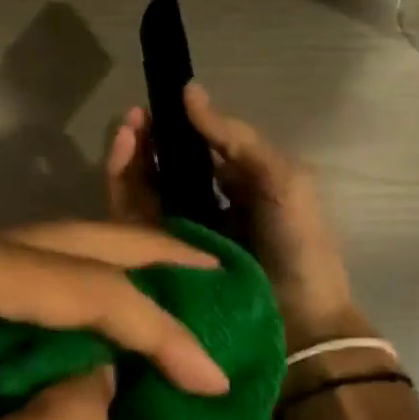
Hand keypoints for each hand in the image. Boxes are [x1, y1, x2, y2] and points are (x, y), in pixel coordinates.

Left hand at [0, 222, 229, 419]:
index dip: (156, 329)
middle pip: (53, 243)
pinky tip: (81, 324)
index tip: (214, 374)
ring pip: (20, 260)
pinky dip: (40, 306)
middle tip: (210, 273)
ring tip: (166, 296)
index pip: (77, 287)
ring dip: (90, 281)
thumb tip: (105, 384)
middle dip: (137, 261)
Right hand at [105, 82, 358, 350]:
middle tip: (133, 119)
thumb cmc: (298, 248)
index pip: (192, 152)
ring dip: (128, 159)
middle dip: (144, 141)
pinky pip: (129, 222)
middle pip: (159, 169)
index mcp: (232, 190)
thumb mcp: (282, 181)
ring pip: (138, 192)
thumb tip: (189, 92)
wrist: (298, 327)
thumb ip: (237, 138)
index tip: (156, 104)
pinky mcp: (152, 264)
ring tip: (126, 132)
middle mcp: (199, 212)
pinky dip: (120, 189)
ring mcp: (173, 240)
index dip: (172, 128)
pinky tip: (121, 161)